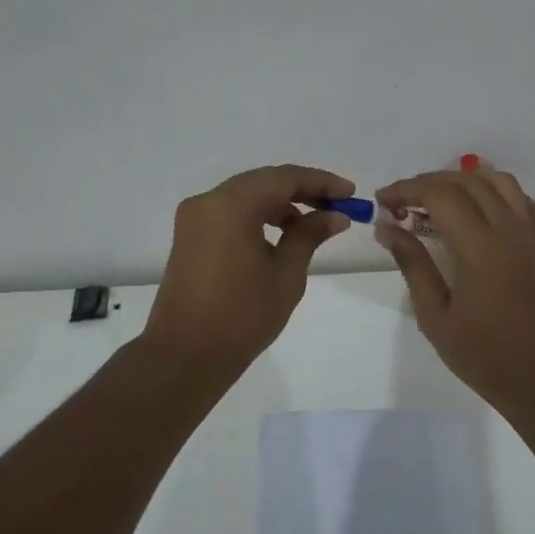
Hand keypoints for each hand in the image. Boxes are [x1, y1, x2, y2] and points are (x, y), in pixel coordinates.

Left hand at [144, 165, 354, 368]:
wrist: (185, 356)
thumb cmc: (242, 315)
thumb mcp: (285, 274)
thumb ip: (309, 236)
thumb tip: (334, 216)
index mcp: (231, 205)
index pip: (284, 177)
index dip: (321, 182)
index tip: (350, 194)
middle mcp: (208, 202)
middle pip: (263, 182)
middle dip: (302, 190)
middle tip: (336, 207)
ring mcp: (194, 219)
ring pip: (246, 196)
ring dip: (280, 204)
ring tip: (313, 225)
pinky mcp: (190, 237)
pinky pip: (230, 213)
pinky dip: (258, 217)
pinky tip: (281, 236)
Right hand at [374, 168, 534, 410]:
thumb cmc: (481, 353)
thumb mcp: (434, 315)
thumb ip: (412, 264)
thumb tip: (387, 227)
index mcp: (480, 247)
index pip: (439, 194)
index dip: (406, 189)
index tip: (383, 202)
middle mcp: (509, 230)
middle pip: (467, 181)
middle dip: (428, 183)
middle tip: (402, 204)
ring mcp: (531, 235)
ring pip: (500, 182)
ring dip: (466, 180)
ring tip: (439, 199)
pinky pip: (527, 204)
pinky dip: (502, 196)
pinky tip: (484, 213)